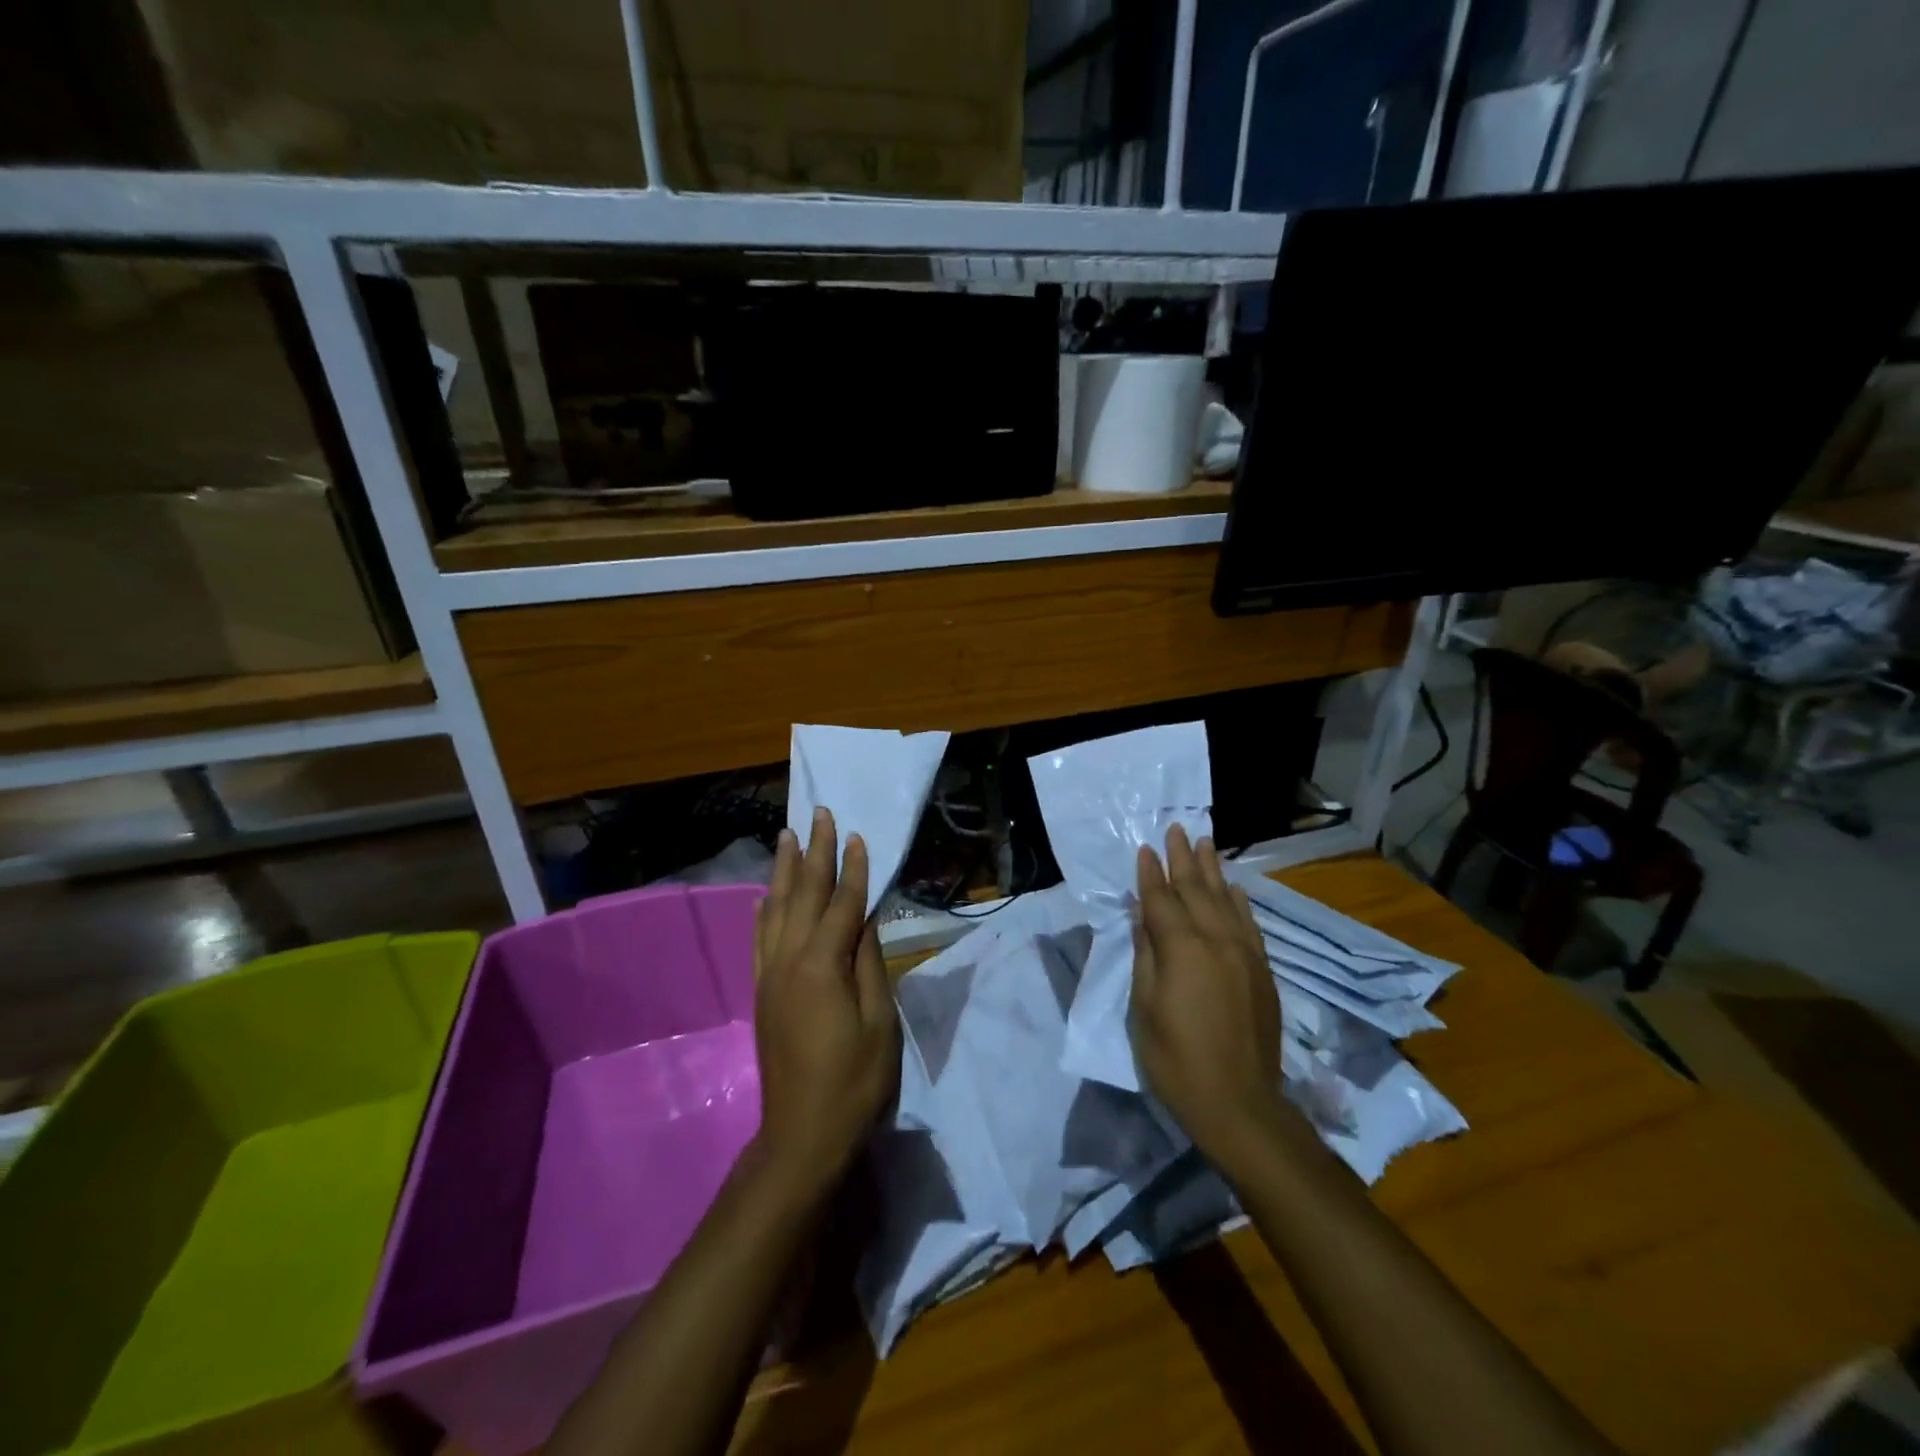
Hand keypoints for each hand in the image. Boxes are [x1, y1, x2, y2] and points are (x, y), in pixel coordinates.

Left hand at [752, 808, 899, 1194]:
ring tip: (786, 836)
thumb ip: (869, 963)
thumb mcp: (879, 1022)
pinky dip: (763, 911)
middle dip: (812, 852)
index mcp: (823, 965)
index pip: (841, 903)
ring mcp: (771, 975)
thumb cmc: (855, 1081)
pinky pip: (760, 939)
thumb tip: (865, 917)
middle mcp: (789, 960)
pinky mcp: (763, 992)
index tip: (856, 834)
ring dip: (783, 870)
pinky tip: (763, 897)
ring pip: (775, 909)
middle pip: (802, 894)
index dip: (852, 868)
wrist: (802, 1135)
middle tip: (818, 814)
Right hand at [1130, 824, 1285, 1167]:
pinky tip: (1233, 888)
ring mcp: (1244, 954)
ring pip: (1225, 900)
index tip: (1144, 848)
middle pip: (1196, 890)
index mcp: (1182, 949)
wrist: (1239, 1103)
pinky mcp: (1261, 971)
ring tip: (1204, 843)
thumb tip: (1143, 916)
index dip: (1150, 874)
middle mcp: (1216, 941)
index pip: (1161, 900)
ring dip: (1212, 870)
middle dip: (1182, 859)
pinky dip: (1239, 901)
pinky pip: (1249, 924)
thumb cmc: (1176, 1059)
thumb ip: (1146, 955)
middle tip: (1175, 829)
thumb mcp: (1145, 1008)